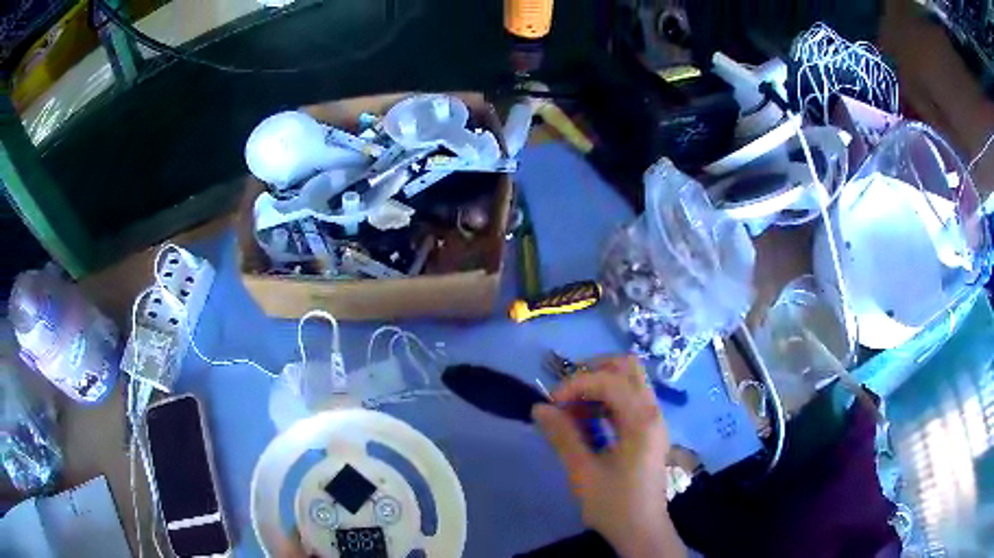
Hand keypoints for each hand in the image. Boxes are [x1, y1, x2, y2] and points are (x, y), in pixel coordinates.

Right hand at [532, 356, 685, 557]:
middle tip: (567, 392)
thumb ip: (563, 436)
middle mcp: (653, 412)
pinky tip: (587, 420)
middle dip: (593, 371)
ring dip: (599, 385)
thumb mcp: (583, 473)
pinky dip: (607, 400)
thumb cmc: (614, 505)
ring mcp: (654, 421)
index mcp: (641, 421)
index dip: (577, 383)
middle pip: (628, 368)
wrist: (642, 531)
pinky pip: (630, 400)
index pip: (610, 380)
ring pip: (630, 381)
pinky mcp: (649, 431)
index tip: (552, 403)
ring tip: (572, 408)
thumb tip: (540, 407)